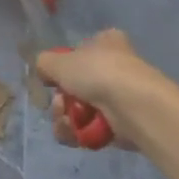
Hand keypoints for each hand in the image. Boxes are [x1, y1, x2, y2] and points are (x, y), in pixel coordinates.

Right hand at [36, 30, 169, 151]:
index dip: (63, 66)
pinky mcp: (124, 125)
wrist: (135, 107)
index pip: (80, 50)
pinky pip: (93, 129)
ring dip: (66, 118)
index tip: (53, 79)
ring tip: (66, 122)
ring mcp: (121, 97)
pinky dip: (80, 133)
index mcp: (106, 43)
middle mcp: (115, 66)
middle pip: (76, 85)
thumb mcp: (59, 61)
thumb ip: (44, 63)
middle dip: (61, 99)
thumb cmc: (98, 73)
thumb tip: (44, 71)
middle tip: (59, 105)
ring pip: (82, 109)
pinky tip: (73, 135)